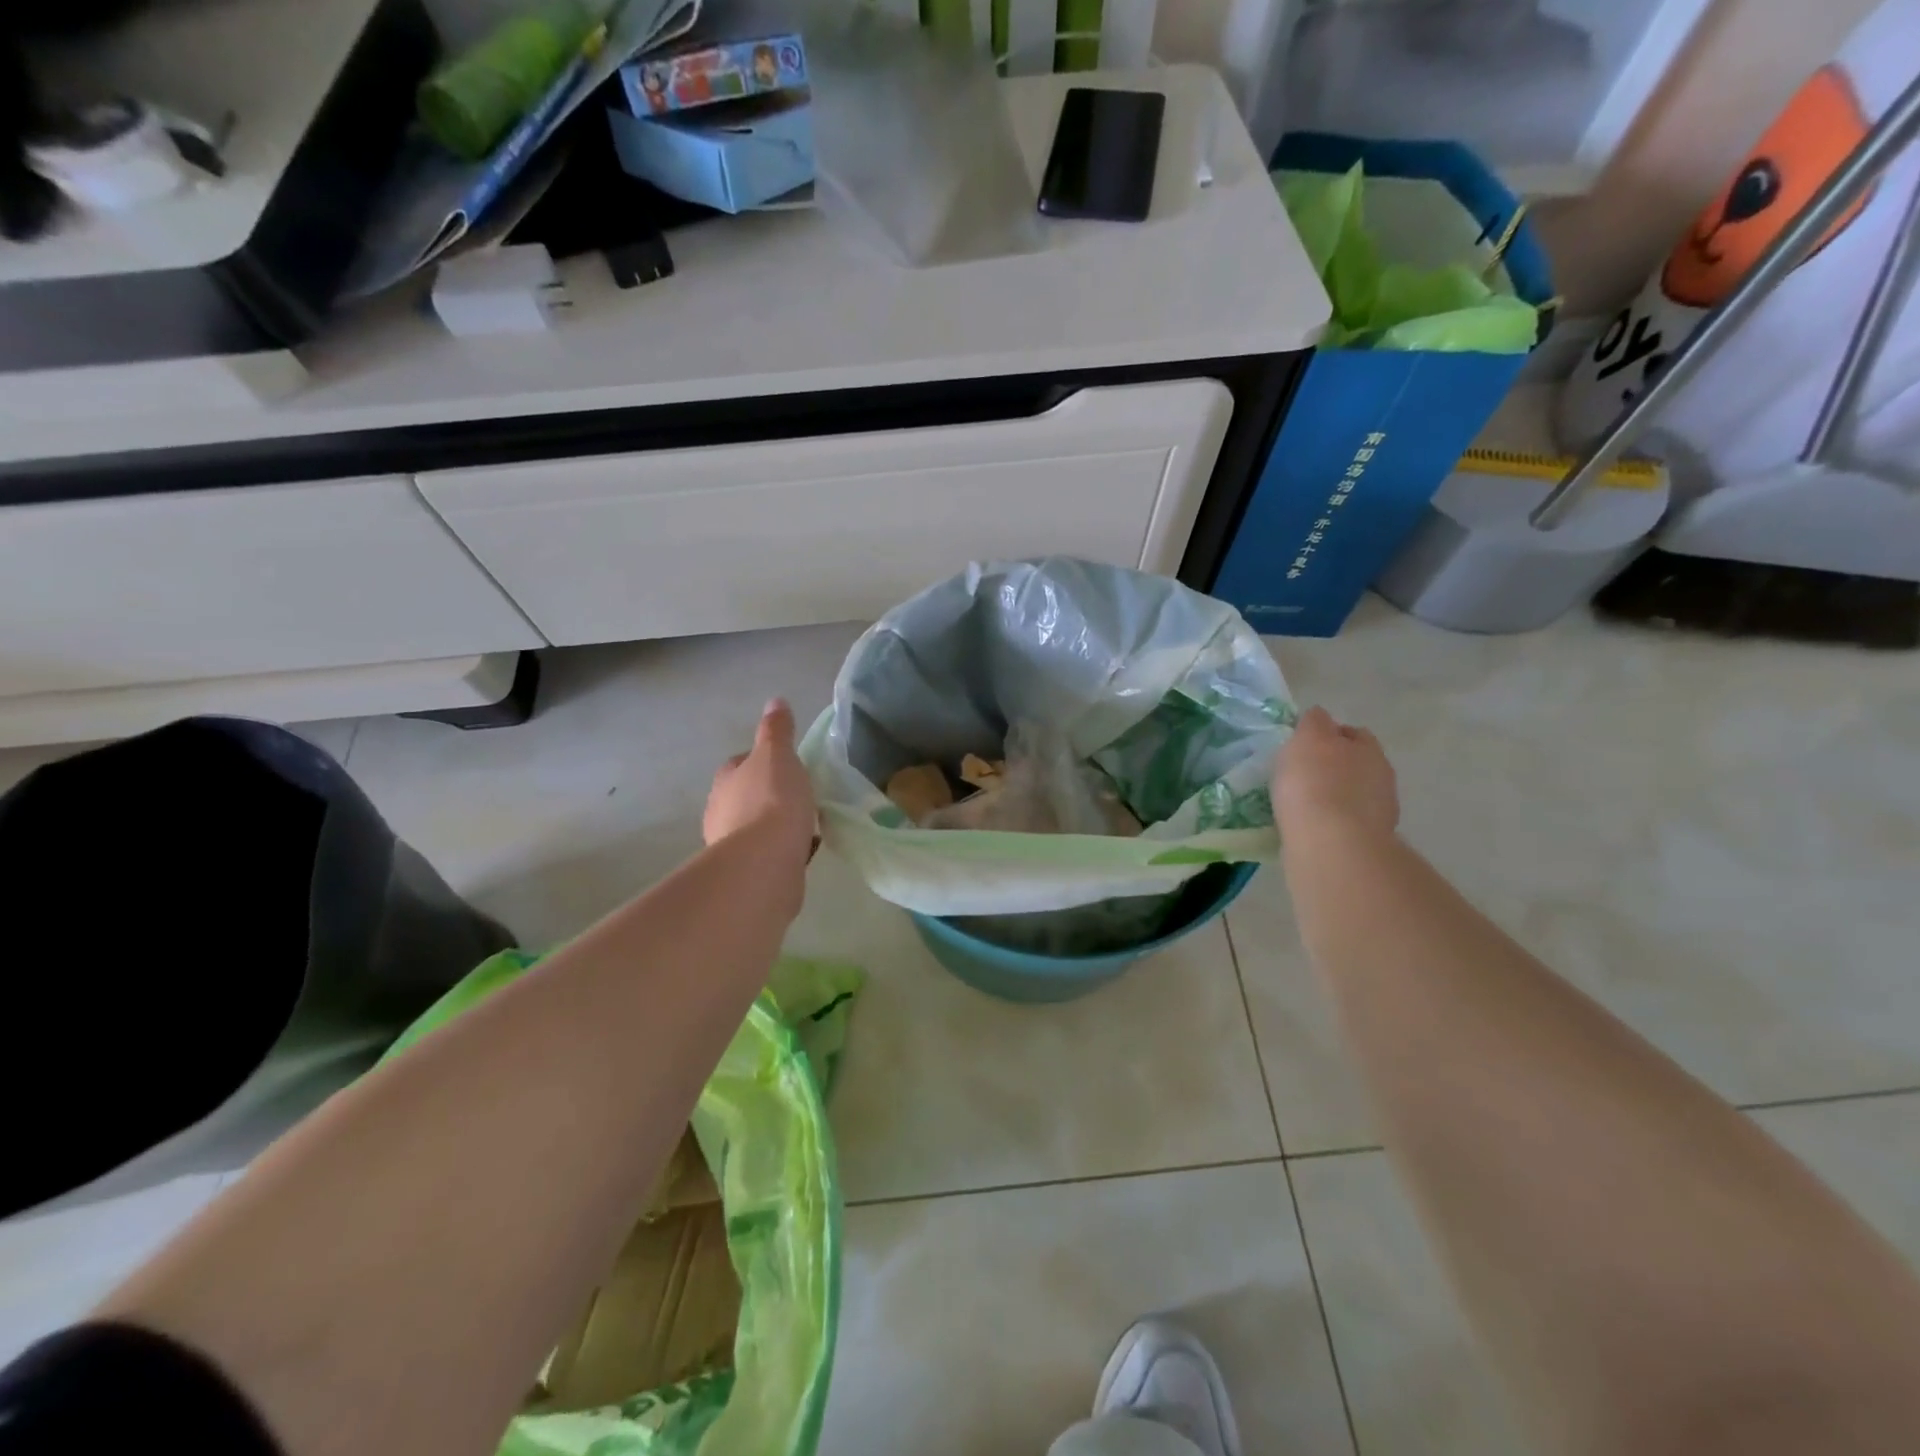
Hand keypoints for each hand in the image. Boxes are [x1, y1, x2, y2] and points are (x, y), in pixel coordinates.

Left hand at [704, 699, 817, 860]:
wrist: (764, 862)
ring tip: (806, 825)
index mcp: (726, 780)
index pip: (742, 763)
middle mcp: (720, 811)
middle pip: (748, 796)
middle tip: (801, 796)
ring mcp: (730, 845)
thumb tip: (775, 702)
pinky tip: (804, 850)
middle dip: (770, 796)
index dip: (764, 762)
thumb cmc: (772, 800)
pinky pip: (769, 853)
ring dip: (776, 825)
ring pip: (757, 827)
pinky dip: (784, 849)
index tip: (788, 766)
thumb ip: (777, 730)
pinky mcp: (746, 872)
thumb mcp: (778, 755)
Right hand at [1274, 706, 1398, 840]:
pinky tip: (1310, 827)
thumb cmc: (1315, 783)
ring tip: (1302, 805)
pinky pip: (1344, 824)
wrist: (1331, 845)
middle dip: (1333, 767)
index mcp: (1369, 748)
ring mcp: (1378, 813)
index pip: (1352, 732)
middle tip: (1301, 775)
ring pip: (1352, 796)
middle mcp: (1381, 777)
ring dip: (1333, 797)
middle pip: (1356, 764)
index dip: (1329, 735)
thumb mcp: (1308, 739)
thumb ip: (1314, 723)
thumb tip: (1318, 718)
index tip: (1303, 746)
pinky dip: (1330, 823)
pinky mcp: (1366, 843)